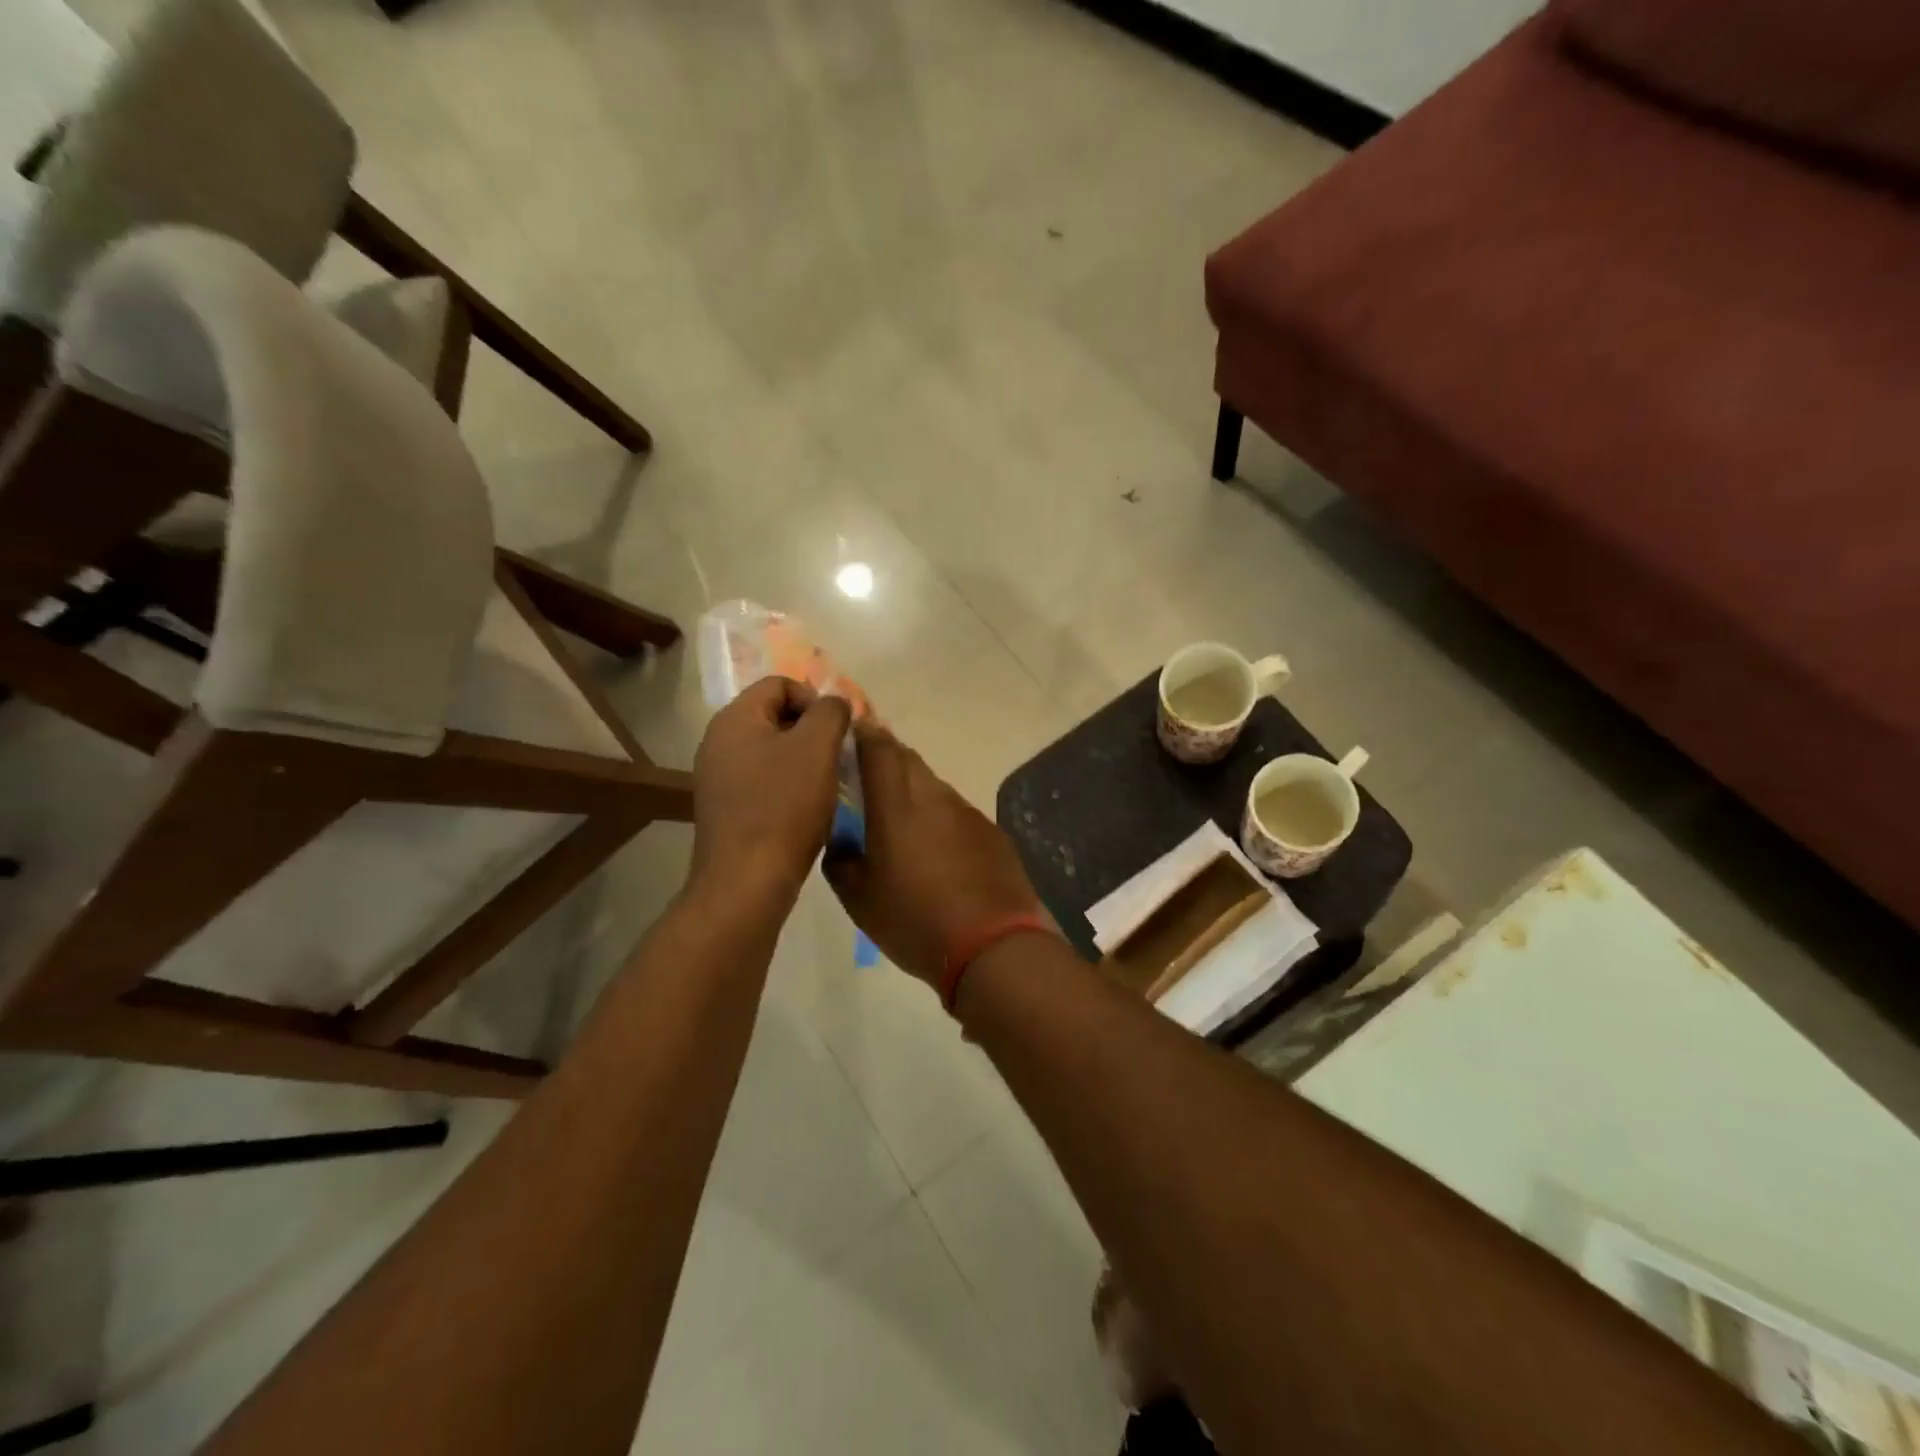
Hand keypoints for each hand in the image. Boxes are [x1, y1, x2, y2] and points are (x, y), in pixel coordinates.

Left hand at [692, 677, 851, 903]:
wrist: (747, 880)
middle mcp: (718, 741)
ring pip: (770, 750)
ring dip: (803, 759)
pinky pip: (762, 780)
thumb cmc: (784, 806)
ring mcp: (718, 777)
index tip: (837, 731)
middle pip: (774, 715)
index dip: (815, 699)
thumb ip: (830, 712)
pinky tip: (807, 808)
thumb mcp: (817, 747)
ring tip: (827, 783)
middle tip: (837, 756)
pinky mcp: (725, 808)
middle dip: (811, 730)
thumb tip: (834, 703)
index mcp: (734, 718)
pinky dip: (788, 785)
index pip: (780, 684)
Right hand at [824, 723, 1043, 984]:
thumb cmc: (915, 921)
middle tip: (869, 772)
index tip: (851, 732)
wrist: (993, 946)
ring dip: (914, 787)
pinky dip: (939, 816)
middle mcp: (934, 797)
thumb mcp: (859, 900)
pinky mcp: (991, 832)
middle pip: (909, 759)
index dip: (864, 734)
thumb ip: (841, 860)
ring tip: (900, 815)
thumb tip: (841, 841)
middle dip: (887, 756)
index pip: (879, 750)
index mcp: (897, 807)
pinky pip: (956, 811)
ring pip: (934, 785)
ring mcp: (967, 813)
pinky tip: (937, 846)